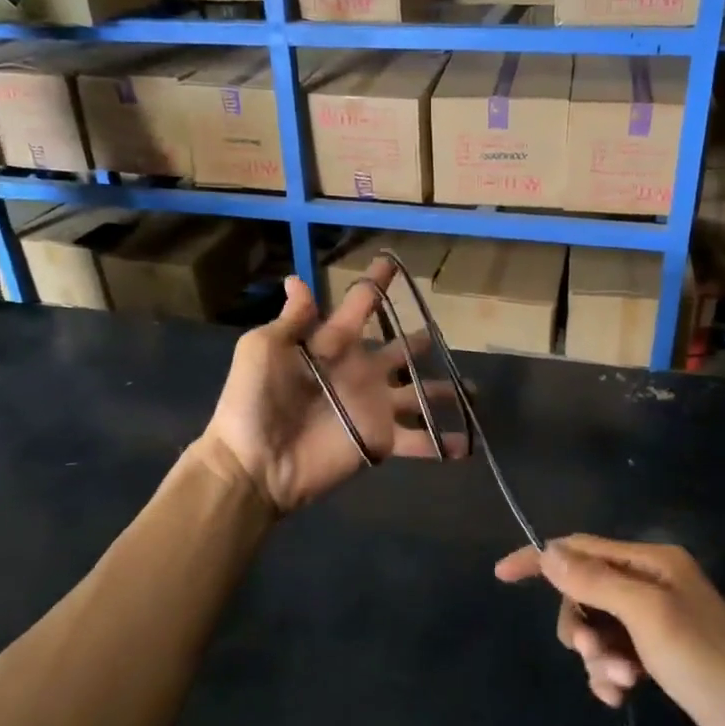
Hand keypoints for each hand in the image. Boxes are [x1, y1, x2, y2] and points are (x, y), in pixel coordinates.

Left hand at [199, 260, 466, 514]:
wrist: (255, 463)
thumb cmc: (253, 400)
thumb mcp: (263, 349)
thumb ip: (292, 320)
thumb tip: (297, 279)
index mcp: (334, 345)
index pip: (360, 306)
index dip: (376, 284)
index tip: (393, 262)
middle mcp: (361, 372)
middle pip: (399, 351)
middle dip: (419, 342)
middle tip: (440, 334)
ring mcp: (374, 408)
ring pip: (419, 394)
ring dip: (443, 393)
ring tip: (471, 391)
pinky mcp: (381, 441)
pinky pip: (419, 441)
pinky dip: (442, 444)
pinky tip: (467, 444)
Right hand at [495, 536, 724, 725]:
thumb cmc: (705, 657)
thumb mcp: (645, 614)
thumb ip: (594, 580)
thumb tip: (547, 551)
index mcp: (649, 560)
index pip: (580, 548)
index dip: (540, 558)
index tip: (502, 574)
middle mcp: (649, 581)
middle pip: (585, 591)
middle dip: (580, 623)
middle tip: (590, 653)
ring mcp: (655, 618)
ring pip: (598, 625)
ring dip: (597, 655)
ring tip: (618, 683)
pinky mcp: (658, 652)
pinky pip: (614, 652)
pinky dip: (609, 672)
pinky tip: (620, 696)